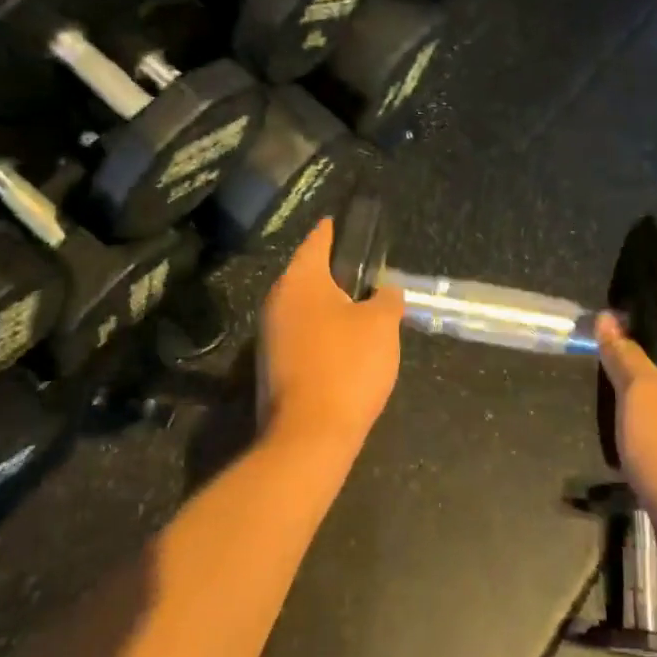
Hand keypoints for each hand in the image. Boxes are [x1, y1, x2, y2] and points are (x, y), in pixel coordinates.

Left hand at [256, 219, 404, 456]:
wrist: (310, 435)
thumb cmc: (348, 366)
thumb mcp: (382, 325)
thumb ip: (386, 299)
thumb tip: (385, 291)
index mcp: (300, 281)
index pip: (317, 241)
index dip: (334, 229)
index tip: (345, 222)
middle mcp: (277, 301)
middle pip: (307, 274)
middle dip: (334, 271)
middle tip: (364, 271)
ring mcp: (269, 335)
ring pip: (303, 306)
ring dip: (328, 304)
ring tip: (360, 308)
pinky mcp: (271, 364)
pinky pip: (300, 333)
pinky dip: (321, 330)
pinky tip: (344, 344)